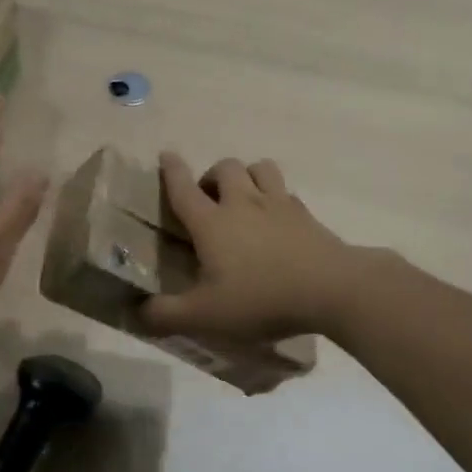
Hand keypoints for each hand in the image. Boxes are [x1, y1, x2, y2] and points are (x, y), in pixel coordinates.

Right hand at [140, 153, 357, 343]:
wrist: (333, 290)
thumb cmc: (261, 299)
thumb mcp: (205, 316)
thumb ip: (166, 315)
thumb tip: (138, 313)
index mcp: (212, 223)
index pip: (183, 188)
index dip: (171, 171)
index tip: (165, 155)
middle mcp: (243, 204)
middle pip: (226, 167)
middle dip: (212, 175)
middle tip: (209, 199)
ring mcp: (279, 205)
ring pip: (260, 168)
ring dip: (247, 176)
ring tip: (244, 198)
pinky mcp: (307, 215)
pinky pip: (287, 192)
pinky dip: (276, 197)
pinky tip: (277, 220)